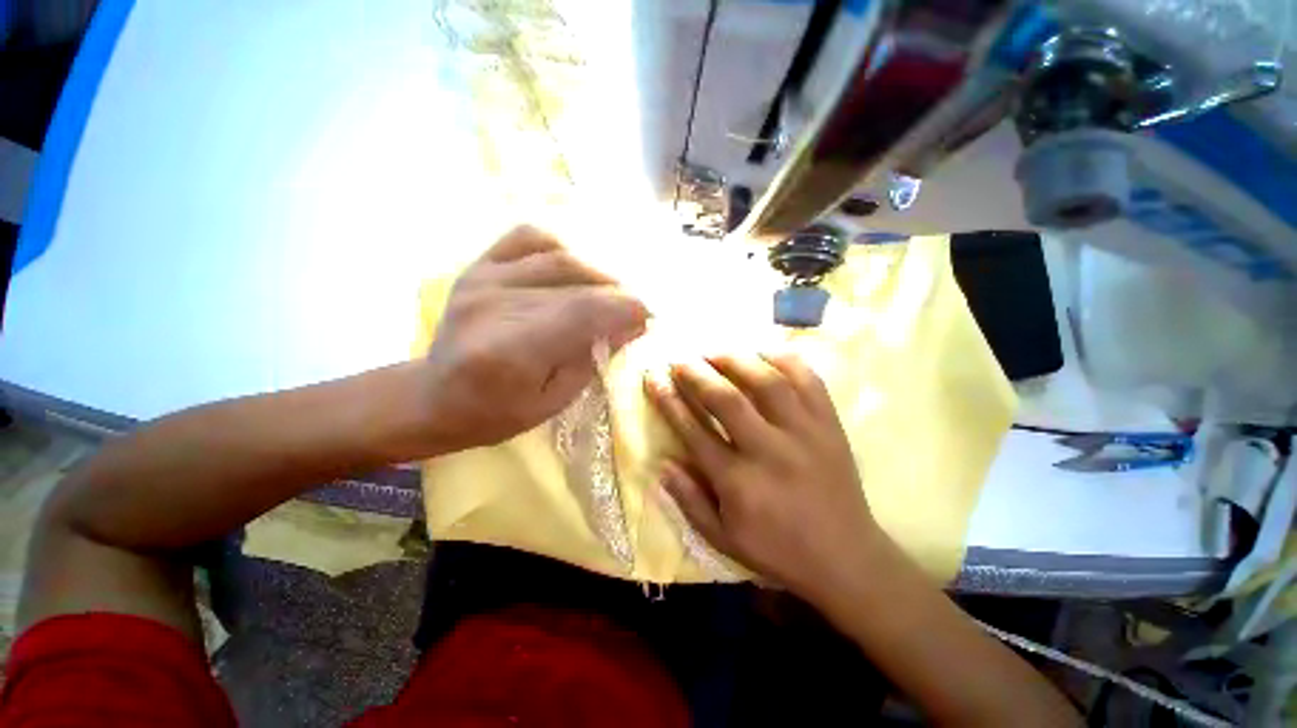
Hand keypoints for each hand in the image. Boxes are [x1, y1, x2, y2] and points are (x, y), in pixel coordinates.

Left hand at [421, 225, 647, 451]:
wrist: (432, 397)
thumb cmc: (494, 413)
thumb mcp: (552, 402)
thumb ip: (591, 360)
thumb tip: (630, 327)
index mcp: (512, 351)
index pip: (583, 313)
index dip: (624, 309)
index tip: (648, 316)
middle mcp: (495, 305)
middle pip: (576, 284)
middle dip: (618, 294)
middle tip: (635, 308)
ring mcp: (482, 280)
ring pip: (558, 257)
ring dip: (596, 273)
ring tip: (611, 291)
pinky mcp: (477, 268)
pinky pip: (526, 238)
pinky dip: (559, 246)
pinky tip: (573, 267)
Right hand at [644, 353, 880, 602]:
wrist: (846, 558)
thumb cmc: (777, 550)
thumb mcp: (723, 538)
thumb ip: (689, 501)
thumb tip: (662, 464)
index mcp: (738, 481)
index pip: (693, 430)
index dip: (668, 400)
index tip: (653, 377)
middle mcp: (769, 450)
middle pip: (726, 399)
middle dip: (697, 373)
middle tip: (680, 358)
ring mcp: (804, 433)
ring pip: (767, 382)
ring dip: (735, 360)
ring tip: (714, 350)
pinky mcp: (830, 425)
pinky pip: (808, 380)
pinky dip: (784, 359)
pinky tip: (763, 351)